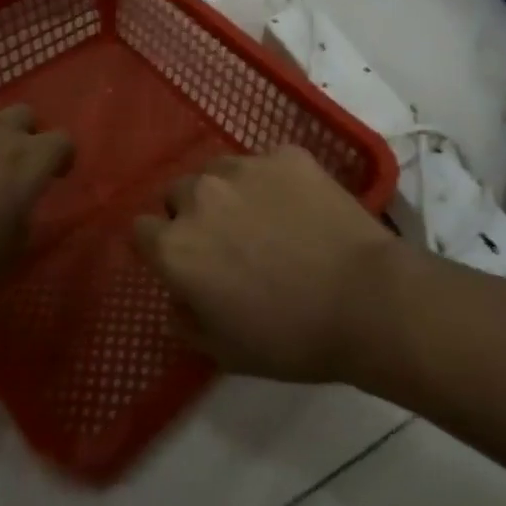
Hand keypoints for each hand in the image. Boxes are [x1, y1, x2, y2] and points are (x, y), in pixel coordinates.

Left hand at [0, 104, 72, 288]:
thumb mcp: (1, 257)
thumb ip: (18, 230)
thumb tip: (17, 219)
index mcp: (30, 160)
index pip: (63, 142)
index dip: (62, 157)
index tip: (55, 175)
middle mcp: (0, 131)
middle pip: (25, 115)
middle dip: (23, 134)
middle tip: (11, 165)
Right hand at [134, 145, 398, 381]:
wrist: (365, 299)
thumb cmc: (290, 337)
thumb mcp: (224, 351)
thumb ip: (185, 319)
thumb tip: (178, 296)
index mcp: (177, 245)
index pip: (140, 230)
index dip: (157, 246)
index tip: (180, 261)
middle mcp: (202, 195)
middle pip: (178, 192)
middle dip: (192, 214)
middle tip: (225, 242)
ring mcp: (246, 166)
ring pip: (219, 170)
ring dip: (228, 191)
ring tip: (264, 219)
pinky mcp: (286, 153)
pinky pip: (266, 163)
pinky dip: (273, 181)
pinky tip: (300, 208)